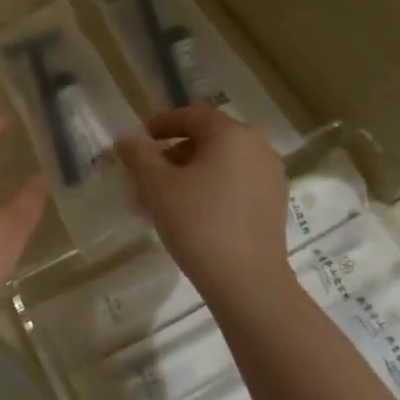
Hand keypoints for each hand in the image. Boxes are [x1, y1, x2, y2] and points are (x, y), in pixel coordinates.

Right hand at [115, 107, 292, 303]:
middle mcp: (257, 148)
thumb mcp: (157, 185)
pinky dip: (209, 189)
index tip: (138, 139)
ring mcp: (270, 177)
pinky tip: (187, 214)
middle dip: (171, 154)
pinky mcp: (274, 205)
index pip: (192, 116)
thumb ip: (139, 155)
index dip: (161, 123)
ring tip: (160, 200)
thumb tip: (126, 139)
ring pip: (220, 165)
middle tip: (144, 175)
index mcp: (232, 135)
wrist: (248, 283)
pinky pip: (234, 185)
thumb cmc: (198, 224)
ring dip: (188, 174)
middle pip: (207, 140)